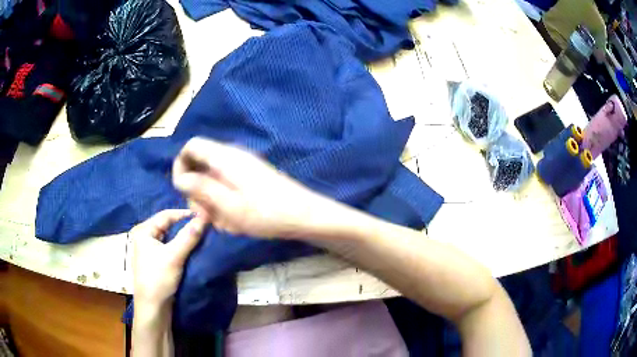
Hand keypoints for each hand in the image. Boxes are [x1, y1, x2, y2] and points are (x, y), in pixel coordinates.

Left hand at [131, 210, 205, 306]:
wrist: (153, 308)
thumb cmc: (158, 278)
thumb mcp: (174, 256)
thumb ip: (189, 236)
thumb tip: (205, 215)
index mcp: (144, 231)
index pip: (166, 215)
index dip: (185, 214)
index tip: (204, 215)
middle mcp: (145, 237)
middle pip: (168, 225)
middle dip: (185, 226)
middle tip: (205, 226)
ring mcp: (151, 250)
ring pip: (171, 238)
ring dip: (185, 237)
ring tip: (202, 237)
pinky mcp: (157, 261)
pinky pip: (171, 248)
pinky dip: (182, 247)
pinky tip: (193, 249)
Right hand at [172, 137, 329, 238]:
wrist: (305, 216)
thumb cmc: (267, 213)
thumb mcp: (228, 205)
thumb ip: (201, 189)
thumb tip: (180, 178)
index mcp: (225, 157)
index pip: (192, 146)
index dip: (181, 165)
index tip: (183, 190)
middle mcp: (233, 157)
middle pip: (200, 165)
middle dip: (197, 191)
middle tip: (206, 216)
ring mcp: (243, 167)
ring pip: (213, 181)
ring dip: (211, 202)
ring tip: (224, 223)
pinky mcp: (251, 179)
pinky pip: (227, 187)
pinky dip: (224, 204)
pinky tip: (234, 222)